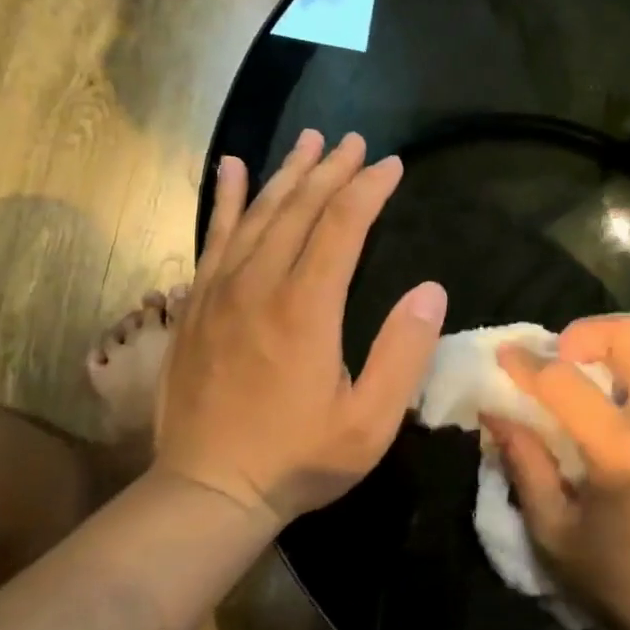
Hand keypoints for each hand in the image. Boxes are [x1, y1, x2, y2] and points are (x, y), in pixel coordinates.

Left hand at [152, 129, 447, 524]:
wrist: (208, 490)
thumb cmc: (298, 458)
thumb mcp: (369, 422)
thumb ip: (403, 353)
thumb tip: (431, 290)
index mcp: (306, 308)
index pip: (342, 226)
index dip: (369, 189)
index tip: (391, 164)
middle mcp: (260, 284)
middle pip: (299, 208)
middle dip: (332, 170)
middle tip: (355, 142)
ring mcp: (220, 290)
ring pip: (258, 213)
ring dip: (288, 173)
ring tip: (310, 140)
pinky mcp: (197, 303)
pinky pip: (212, 236)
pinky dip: (227, 199)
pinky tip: (234, 169)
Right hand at [487, 315, 629, 629]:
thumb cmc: (626, 585)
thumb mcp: (556, 535)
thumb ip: (525, 465)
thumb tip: (495, 411)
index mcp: (626, 453)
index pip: (564, 382)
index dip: (526, 363)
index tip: (505, 355)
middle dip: (586, 334)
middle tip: (564, 359)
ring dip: (622, 353)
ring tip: (600, 382)